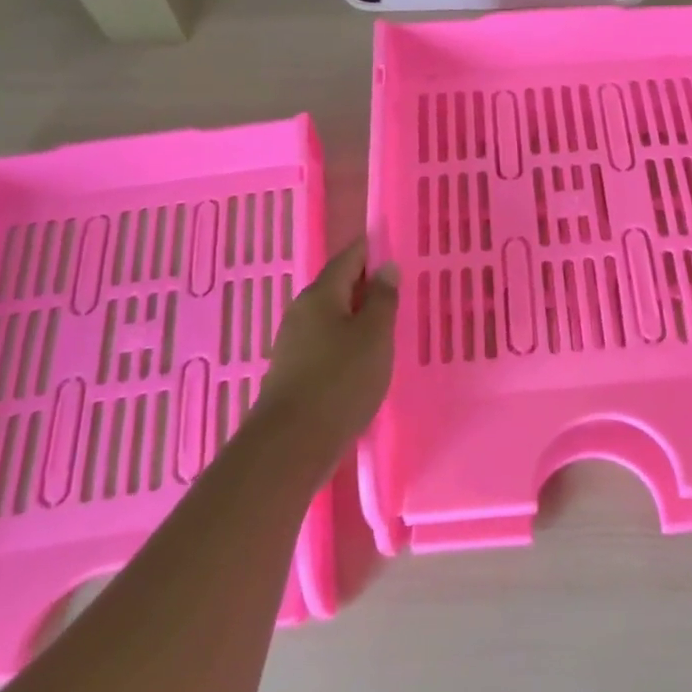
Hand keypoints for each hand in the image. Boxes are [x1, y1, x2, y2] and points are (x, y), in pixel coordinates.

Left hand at [253, 240, 398, 448]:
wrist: (291, 443)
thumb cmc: (340, 380)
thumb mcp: (374, 336)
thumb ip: (383, 300)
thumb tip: (386, 267)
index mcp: (321, 295)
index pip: (348, 258)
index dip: (371, 250)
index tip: (394, 248)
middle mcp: (302, 311)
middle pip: (337, 286)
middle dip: (366, 285)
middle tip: (399, 291)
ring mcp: (293, 342)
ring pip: (331, 316)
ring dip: (357, 316)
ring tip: (387, 326)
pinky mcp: (293, 371)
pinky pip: (325, 342)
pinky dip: (346, 341)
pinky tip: (363, 358)